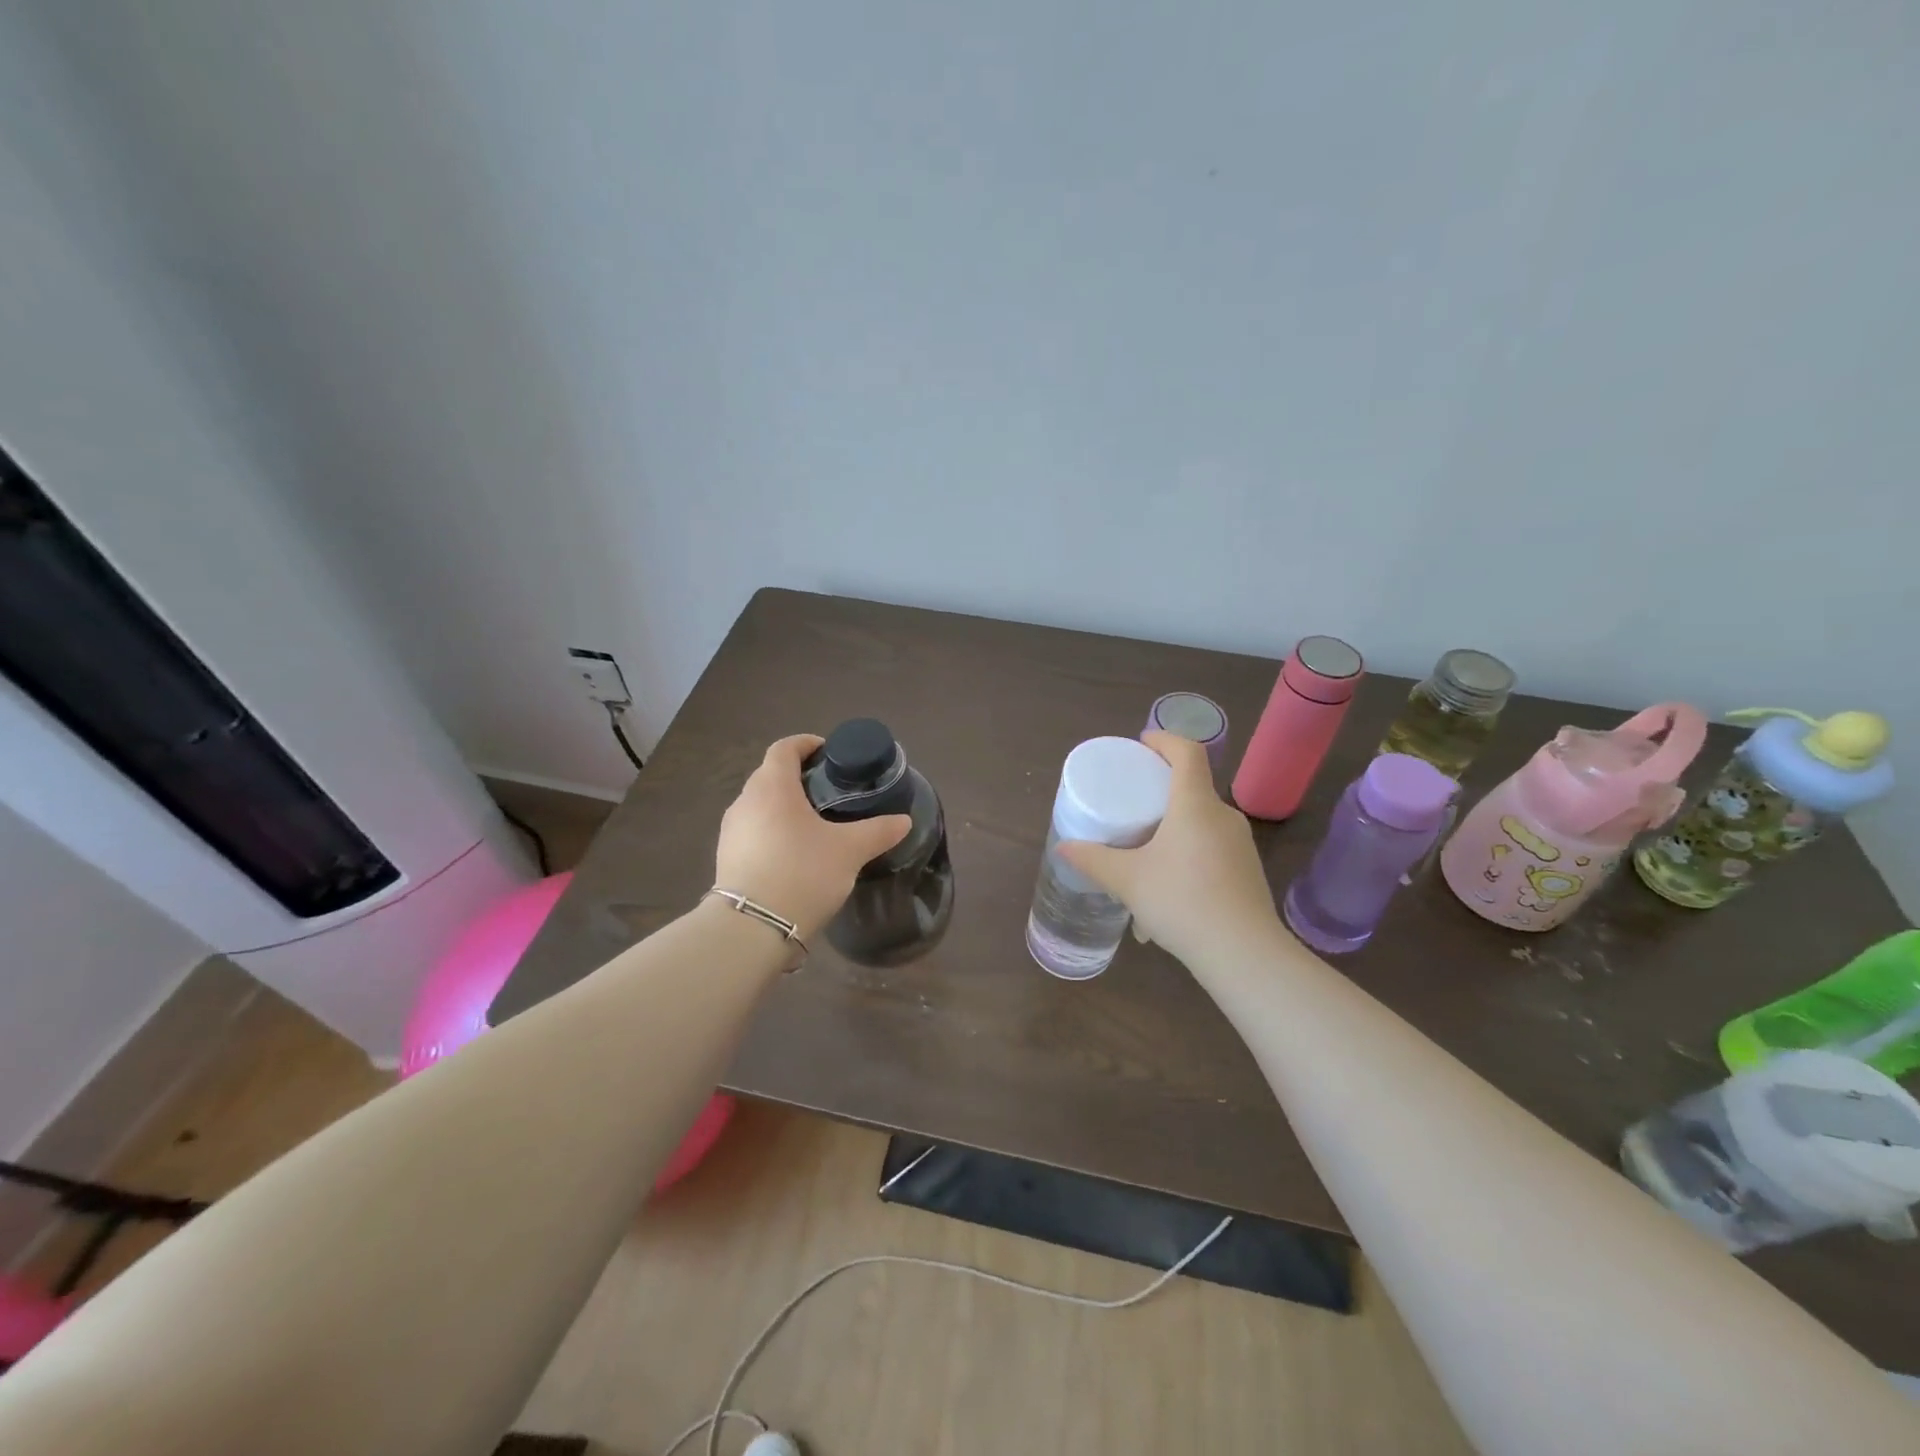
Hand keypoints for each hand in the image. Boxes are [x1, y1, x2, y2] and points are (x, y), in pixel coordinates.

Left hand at [714, 735, 911, 940]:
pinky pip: (753, 832)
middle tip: (829, 791)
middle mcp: (745, 801)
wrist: (752, 929)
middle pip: (770, 775)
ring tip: (814, 824)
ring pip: (760, 805)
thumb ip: (878, 831)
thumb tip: (903, 820)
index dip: (806, 744)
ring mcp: (731, 831)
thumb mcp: (849, 851)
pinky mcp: (726, 858)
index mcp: (773, 787)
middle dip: (798, 777)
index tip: (828, 752)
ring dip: (784, 806)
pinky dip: (773, 831)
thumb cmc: (802, 873)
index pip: (784, 748)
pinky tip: (794, 854)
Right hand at [1058, 731, 1279, 967]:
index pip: (1188, 752)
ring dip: (1174, 826)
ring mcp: (1241, 844)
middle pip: (1193, 786)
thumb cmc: (1182, 901)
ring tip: (1146, 851)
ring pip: (1202, 821)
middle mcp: (1223, 815)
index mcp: (1195, 804)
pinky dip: (1188, 853)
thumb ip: (1093, 860)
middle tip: (1133, 800)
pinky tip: (1169, 887)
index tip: (1142, 744)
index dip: (1165, 740)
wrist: (1243, 953)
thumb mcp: (1127, 880)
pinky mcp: (1247, 871)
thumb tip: (1063, 847)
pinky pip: (1212, 848)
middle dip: (1163, 788)